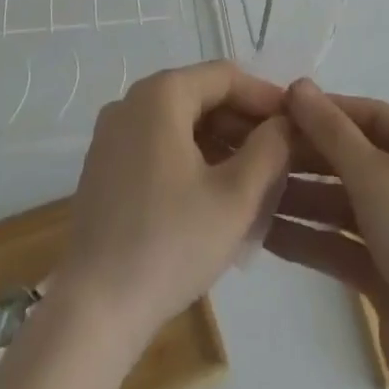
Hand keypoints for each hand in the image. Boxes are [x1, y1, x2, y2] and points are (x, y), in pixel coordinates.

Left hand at [60, 61, 291, 349]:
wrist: (93, 312)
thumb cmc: (170, 245)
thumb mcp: (236, 198)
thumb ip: (270, 150)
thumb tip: (285, 123)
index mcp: (162, 94)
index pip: (225, 76)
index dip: (265, 97)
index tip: (295, 123)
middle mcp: (132, 101)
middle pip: (201, 95)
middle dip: (243, 122)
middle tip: (279, 154)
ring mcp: (112, 133)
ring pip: (180, 122)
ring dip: (219, 142)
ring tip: (253, 177)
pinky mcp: (104, 166)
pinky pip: (157, 144)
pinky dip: (190, 157)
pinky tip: (212, 193)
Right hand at [266, 82, 388, 388]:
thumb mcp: (379, 178)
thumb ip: (333, 133)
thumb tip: (297, 85)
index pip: (368, 115)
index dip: (324, 110)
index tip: (275, 108)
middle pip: (353, 158)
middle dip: (306, 155)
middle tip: (253, 151)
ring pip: (343, 203)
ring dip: (301, 197)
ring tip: (249, 190)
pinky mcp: (387, 276)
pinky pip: (341, 246)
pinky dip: (309, 239)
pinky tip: (265, 234)